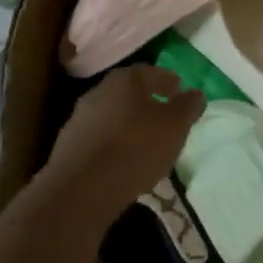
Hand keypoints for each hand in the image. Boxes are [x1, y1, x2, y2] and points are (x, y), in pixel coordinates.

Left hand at [43, 66, 205, 222]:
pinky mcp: (67, 148)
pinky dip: (113, 145)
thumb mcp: (175, 126)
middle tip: (164, 116)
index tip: (179, 91)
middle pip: (128, 93)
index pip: (150, 71)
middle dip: (147, 102)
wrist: (80, 191)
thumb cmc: (136, 148)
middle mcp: (98, 92)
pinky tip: (123, 161)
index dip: (167, 81)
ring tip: (146, 143)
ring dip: (128, 125)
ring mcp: (79, 120)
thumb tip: (195, 93)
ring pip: (112, 116)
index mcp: (124, 80)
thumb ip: (188, 106)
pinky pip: (99, 140)